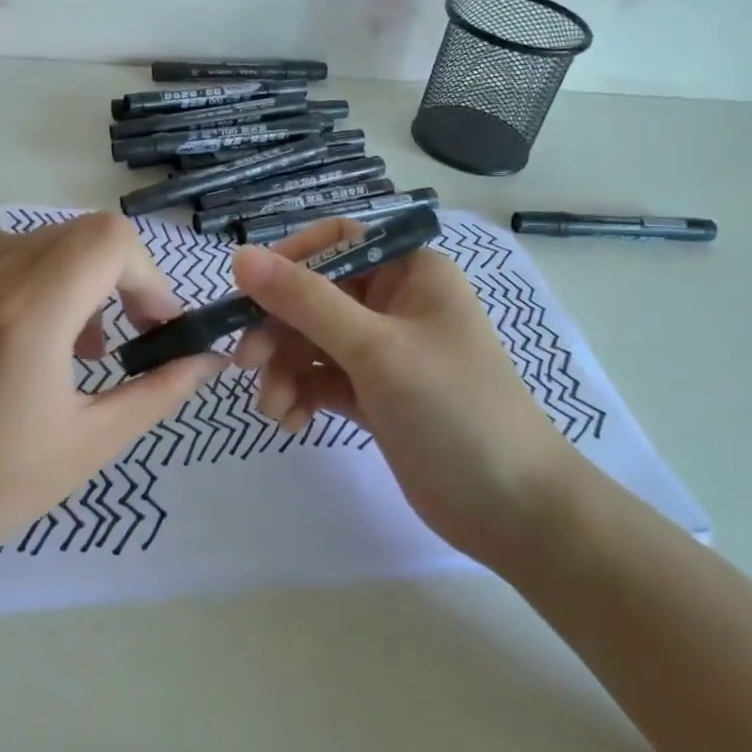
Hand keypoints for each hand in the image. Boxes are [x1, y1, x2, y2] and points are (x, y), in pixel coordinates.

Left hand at [0, 214, 225, 578]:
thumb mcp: (91, 444)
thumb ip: (159, 390)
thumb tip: (209, 358)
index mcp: (27, 319)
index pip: (108, 240)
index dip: (146, 274)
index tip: (153, 323)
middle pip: (78, 232)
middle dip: (117, 275)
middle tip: (121, 335)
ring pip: (35, 236)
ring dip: (71, 272)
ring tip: (70, 337)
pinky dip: (22, 268)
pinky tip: (19, 319)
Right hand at [230, 219, 576, 566]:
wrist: (511, 509)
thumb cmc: (452, 409)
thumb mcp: (374, 349)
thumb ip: (305, 301)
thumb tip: (239, 255)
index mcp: (409, 271)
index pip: (335, 242)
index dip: (288, 262)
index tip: (248, 295)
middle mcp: (395, 302)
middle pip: (315, 296)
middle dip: (278, 329)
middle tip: (246, 365)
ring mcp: (385, 350)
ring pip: (313, 341)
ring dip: (285, 370)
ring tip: (273, 408)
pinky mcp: (375, 393)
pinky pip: (323, 379)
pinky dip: (302, 394)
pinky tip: (291, 421)